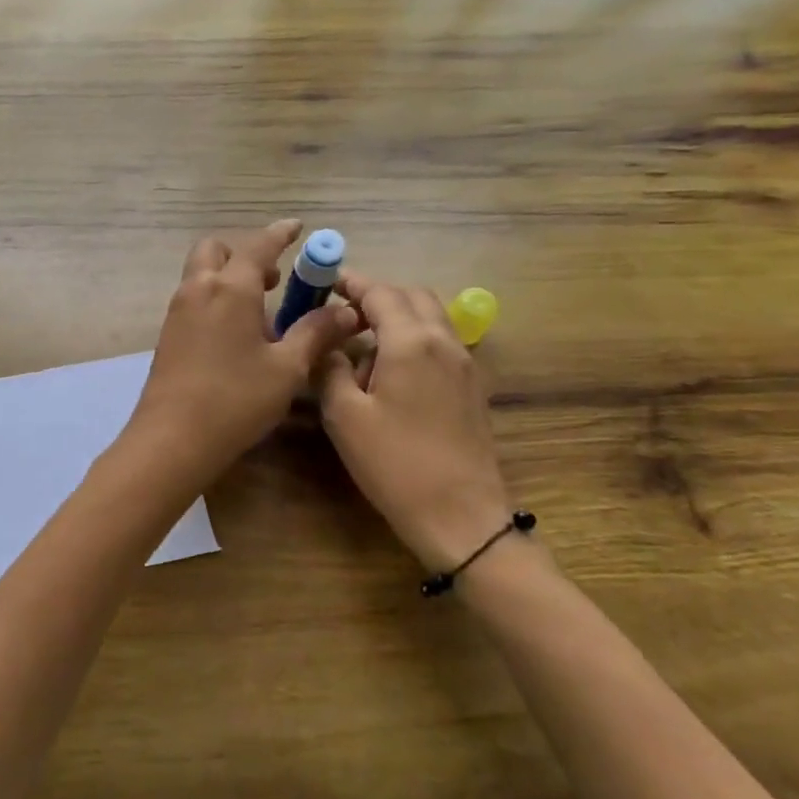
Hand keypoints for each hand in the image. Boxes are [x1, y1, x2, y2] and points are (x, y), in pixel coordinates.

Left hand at [129, 221, 359, 483]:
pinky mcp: (167, 334)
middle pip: (216, 250)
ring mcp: (177, 311)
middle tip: (273, 278)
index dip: (280, 234)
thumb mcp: (287, 368)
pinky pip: (193, 298)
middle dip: (244, 253)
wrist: (172, 438)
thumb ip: (315, 333)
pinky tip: (235, 333)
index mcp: (230, 288)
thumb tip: (346, 311)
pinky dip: (215, 297)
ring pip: (201, 273)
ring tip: (259, 310)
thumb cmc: (236, 399)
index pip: (258, 245)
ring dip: (228, 276)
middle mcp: (199, 289)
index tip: (296, 227)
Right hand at [318, 273, 512, 574]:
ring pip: (431, 318)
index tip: (325, 281)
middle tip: (344, 314)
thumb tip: (328, 346)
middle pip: (412, 296)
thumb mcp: (345, 417)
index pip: (380, 292)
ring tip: (364, 344)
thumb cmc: (396, 464)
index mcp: (411, 342)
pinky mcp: (473, 387)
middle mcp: (444, 342)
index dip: (351, 282)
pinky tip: (393, 372)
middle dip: (378, 295)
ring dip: (399, 316)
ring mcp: (465, 364)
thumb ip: (330, 369)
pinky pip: (442, 343)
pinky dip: (416, 338)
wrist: (461, 516)